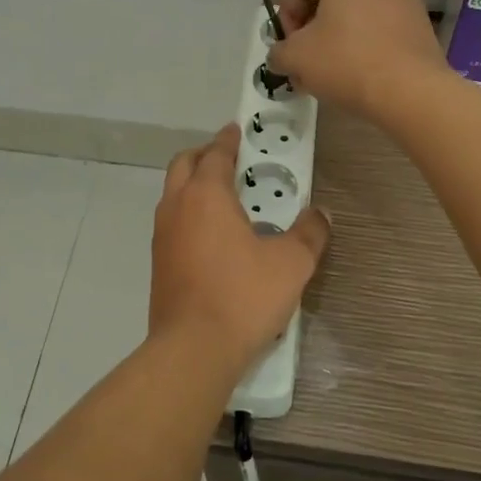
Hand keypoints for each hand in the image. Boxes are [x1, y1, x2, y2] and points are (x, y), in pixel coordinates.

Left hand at [149, 123, 328, 375]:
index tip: (237, 131)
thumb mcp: (291, 263)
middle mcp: (177, 207)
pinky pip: (172, 222)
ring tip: (225, 198)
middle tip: (230, 160)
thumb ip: (310, 233)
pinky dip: (188, 214)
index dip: (229, 140)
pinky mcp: (158, 262)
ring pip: (173, 194)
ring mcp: (162, 236)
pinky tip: (213, 236)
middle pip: (184, 165)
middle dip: (204, 156)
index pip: (215, 153)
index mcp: (206, 195)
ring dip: (193, 185)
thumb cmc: (243, 296)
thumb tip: (322, 214)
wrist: (194, 349)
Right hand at [266, 0, 446, 119]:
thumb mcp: (295, 57)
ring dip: (336, 39)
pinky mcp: (420, 21)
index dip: (285, 18)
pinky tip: (357, 73)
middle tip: (304, 63)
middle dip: (311, 31)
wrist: (411, 91)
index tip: (287, 49)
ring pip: (355, 14)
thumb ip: (278, 51)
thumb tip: (281, 55)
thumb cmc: (346, 62)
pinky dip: (363, 44)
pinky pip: (380, 27)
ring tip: (329, 73)